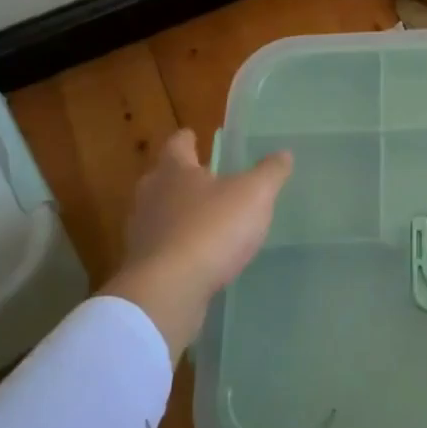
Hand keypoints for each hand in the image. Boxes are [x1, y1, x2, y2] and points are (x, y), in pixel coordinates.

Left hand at [101, 130, 291, 362]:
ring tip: (204, 218)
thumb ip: (270, 173)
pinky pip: (161, 247)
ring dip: (177, 213)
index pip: (177, 145)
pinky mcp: (142, 267)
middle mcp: (151, 196)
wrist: (168, 291)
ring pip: (159, 213)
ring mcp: (142, 233)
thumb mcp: (254, 195)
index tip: (193, 136)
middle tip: (203, 177)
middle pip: (163, 178)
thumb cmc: (211, 229)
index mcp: (174, 171)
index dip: (187, 139)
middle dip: (181, 176)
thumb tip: (283, 153)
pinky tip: (197, 255)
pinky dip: (177, 246)